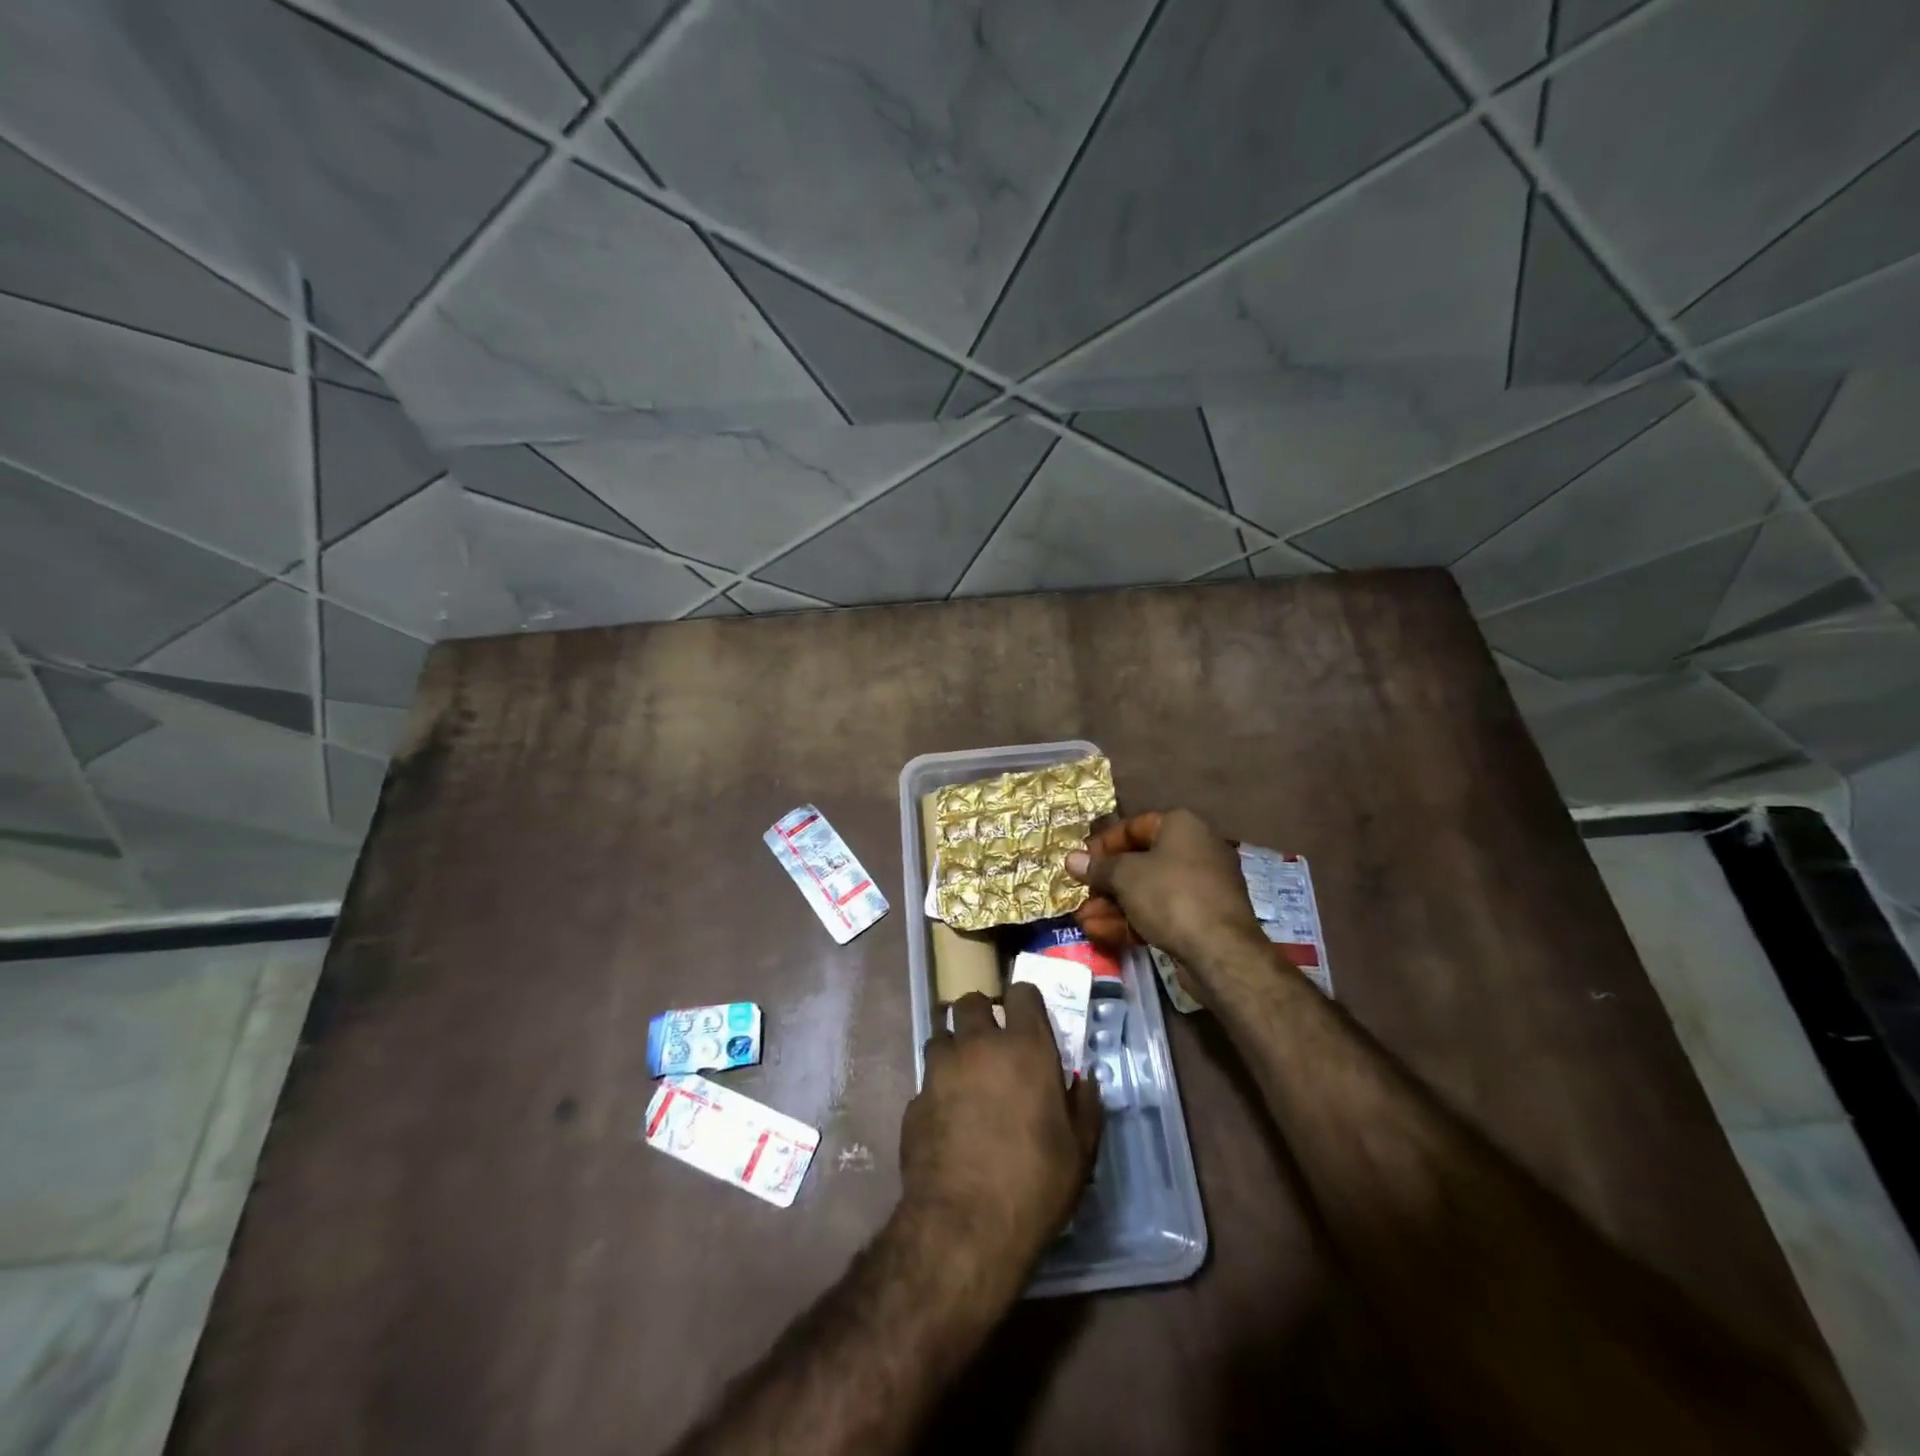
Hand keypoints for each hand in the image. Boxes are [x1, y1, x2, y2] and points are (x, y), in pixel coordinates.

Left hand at [900, 984, 1102, 1268]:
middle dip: (981, 1014)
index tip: (1029, 1019)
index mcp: (1025, 1047)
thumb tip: (1085, 1081)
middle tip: (993, 1043)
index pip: (1021, 992)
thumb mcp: (1080, 1151)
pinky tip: (948, 1120)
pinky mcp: (914, 1099)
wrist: (964, 1226)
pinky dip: (938, 1089)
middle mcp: (979, 1045)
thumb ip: (1085, 1106)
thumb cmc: (1034, 1184)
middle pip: (971, 1001)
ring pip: (942, 1036)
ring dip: (955, 1048)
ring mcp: (940, 1070)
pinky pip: (927, 1080)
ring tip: (966, 1078)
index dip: (1025, 1001)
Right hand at [1067, 809, 1262, 964]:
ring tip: (1083, 920)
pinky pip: (1161, 911)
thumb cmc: (1170, 896)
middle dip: (1106, 881)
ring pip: (1148, 890)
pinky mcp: (1202, 918)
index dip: (1103, 843)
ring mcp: (1201, 886)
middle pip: (1140, 861)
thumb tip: (1071, 859)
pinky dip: (1133, 920)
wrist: (1220, 950)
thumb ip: (1098, 867)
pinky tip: (1102, 933)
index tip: (1082, 862)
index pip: (1134, 826)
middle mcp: (1196, 849)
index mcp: (1182, 826)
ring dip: (1113, 905)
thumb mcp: (1125, 876)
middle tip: (1080, 894)